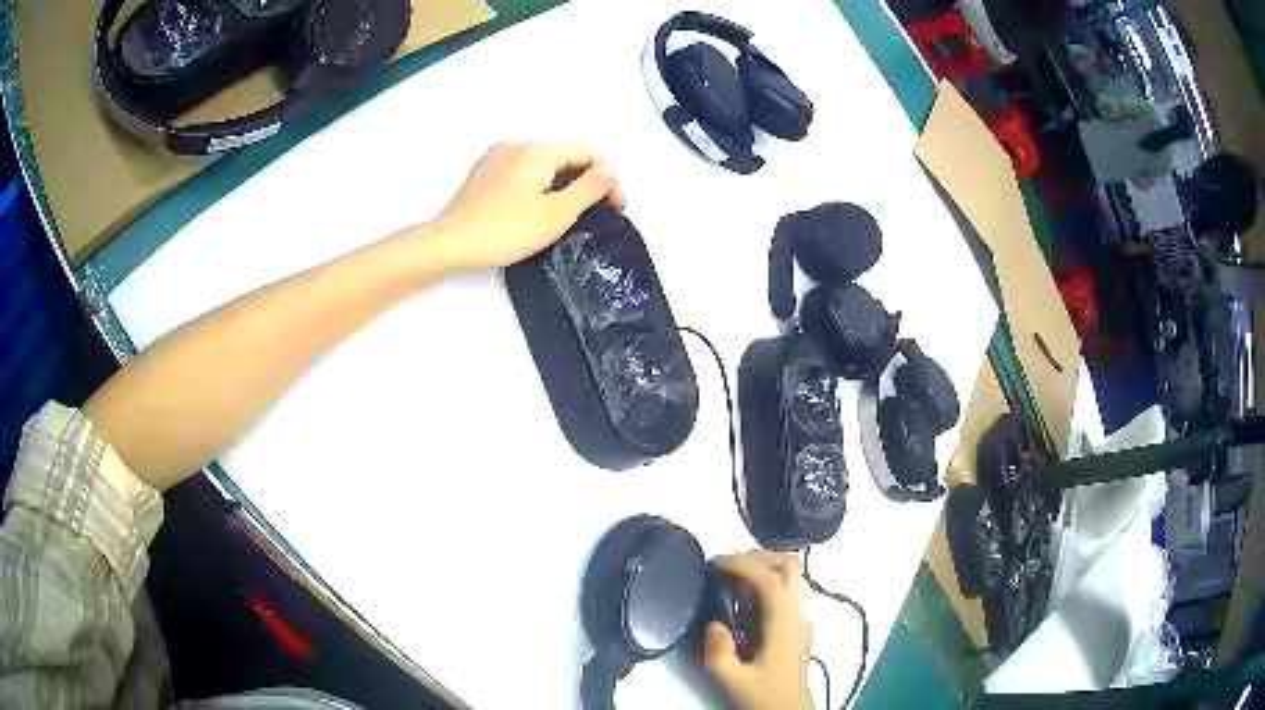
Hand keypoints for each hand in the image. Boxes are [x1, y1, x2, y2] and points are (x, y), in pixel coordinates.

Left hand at [420, 142, 626, 271]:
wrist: (449, 244)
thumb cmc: (505, 230)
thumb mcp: (557, 213)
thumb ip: (589, 188)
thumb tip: (608, 170)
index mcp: (539, 150)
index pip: (588, 152)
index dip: (609, 177)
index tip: (617, 208)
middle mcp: (517, 145)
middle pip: (565, 156)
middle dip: (587, 181)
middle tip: (598, 213)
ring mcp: (496, 158)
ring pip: (543, 166)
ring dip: (564, 185)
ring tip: (570, 214)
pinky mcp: (482, 175)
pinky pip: (522, 173)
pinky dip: (539, 187)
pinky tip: (536, 211)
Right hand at [705, 552, 812, 709]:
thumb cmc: (765, 696)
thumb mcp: (734, 681)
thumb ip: (720, 654)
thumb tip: (713, 623)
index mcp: (784, 624)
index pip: (771, 579)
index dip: (743, 564)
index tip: (715, 564)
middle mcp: (798, 615)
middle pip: (789, 566)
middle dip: (757, 557)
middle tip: (724, 566)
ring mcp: (801, 619)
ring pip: (791, 575)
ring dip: (762, 567)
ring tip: (730, 579)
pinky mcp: (797, 625)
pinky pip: (786, 591)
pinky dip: (765, 582)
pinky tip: (742, 600)